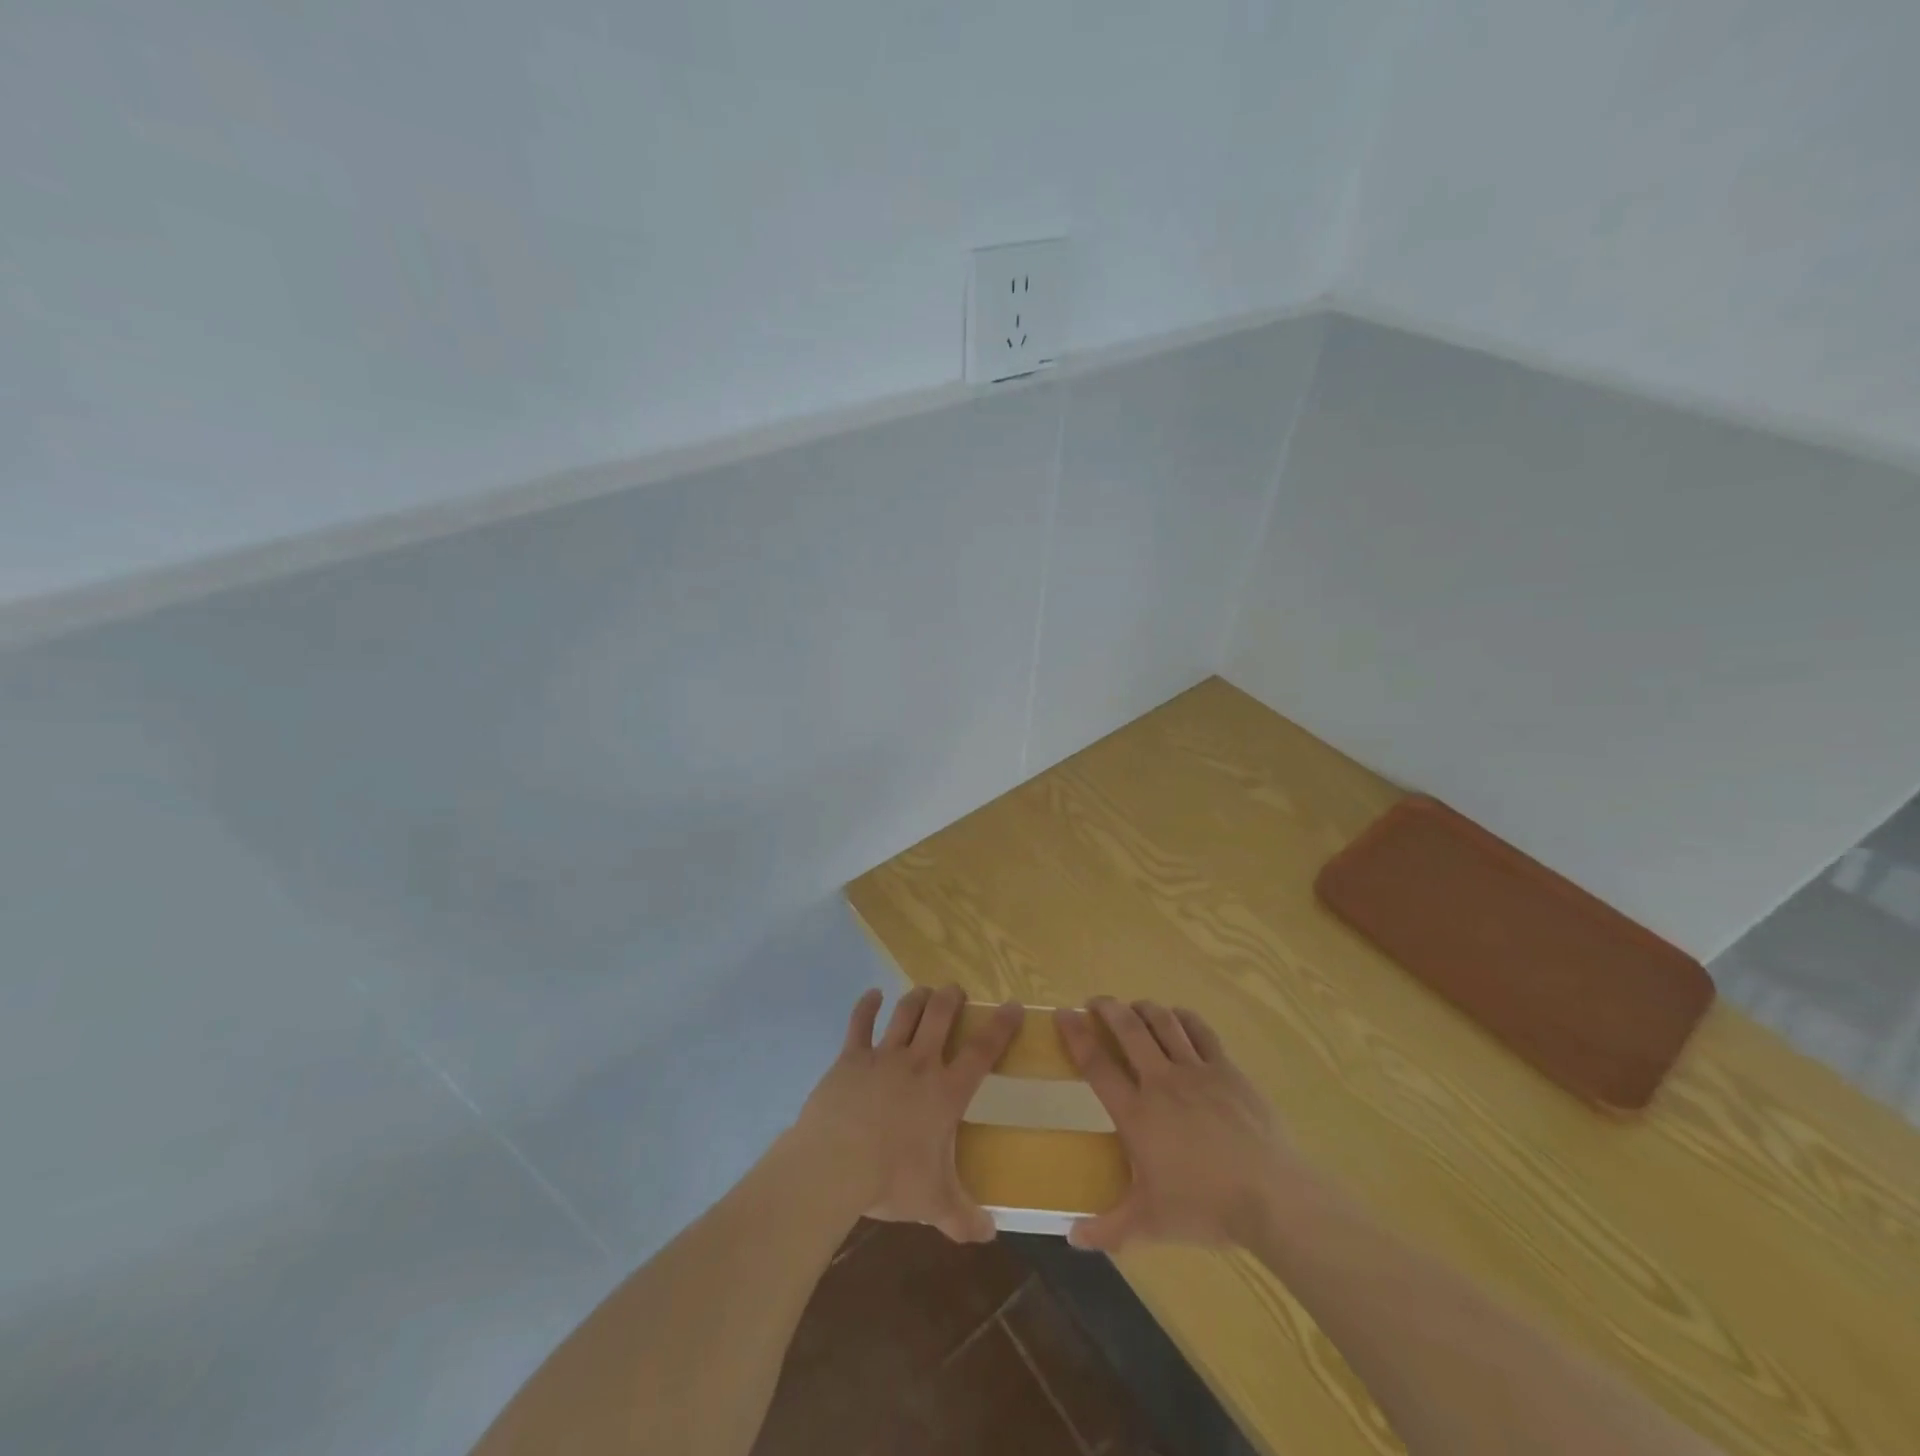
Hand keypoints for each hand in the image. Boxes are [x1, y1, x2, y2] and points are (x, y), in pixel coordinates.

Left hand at [793, 985, 1021, 1243]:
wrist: (835, 1164)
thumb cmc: (891, 1179)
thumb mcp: (934, 1203)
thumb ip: (964, 1218)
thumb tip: (990, 1235)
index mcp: (945, 1092)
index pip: (982, 1051)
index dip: (1001, 1026)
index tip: (1013, 1006)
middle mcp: (918, 1063)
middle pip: (941, 1015)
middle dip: (952, 997)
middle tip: (957, 990)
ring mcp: (883, 1056)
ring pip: (905, 1012)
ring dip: (917, 997)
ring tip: (925, 991)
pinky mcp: (851, 1057)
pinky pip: (860, 1023)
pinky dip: (867, 1005)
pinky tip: (873, 994)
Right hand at [1055, 996, 1301, 1250]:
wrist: (1271, 1196)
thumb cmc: (1204, 1207)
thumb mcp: (1150, 1224)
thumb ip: (1108, 1229)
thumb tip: (1071, 1237)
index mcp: (1136, 1113)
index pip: (1096, 1064)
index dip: (1076, 1035)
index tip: (1062, 1014)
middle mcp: (1161, 1081)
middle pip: (1128, 1029)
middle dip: (1107, 1008)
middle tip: (1095, 1002)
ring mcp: (1196, 1071)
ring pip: (1163, 1022)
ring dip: (1144, 1008)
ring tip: (1133, 1006)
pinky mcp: (1227, 1069)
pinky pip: (1201, 1032)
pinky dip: (1184, 1018)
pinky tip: (1177, 1018)